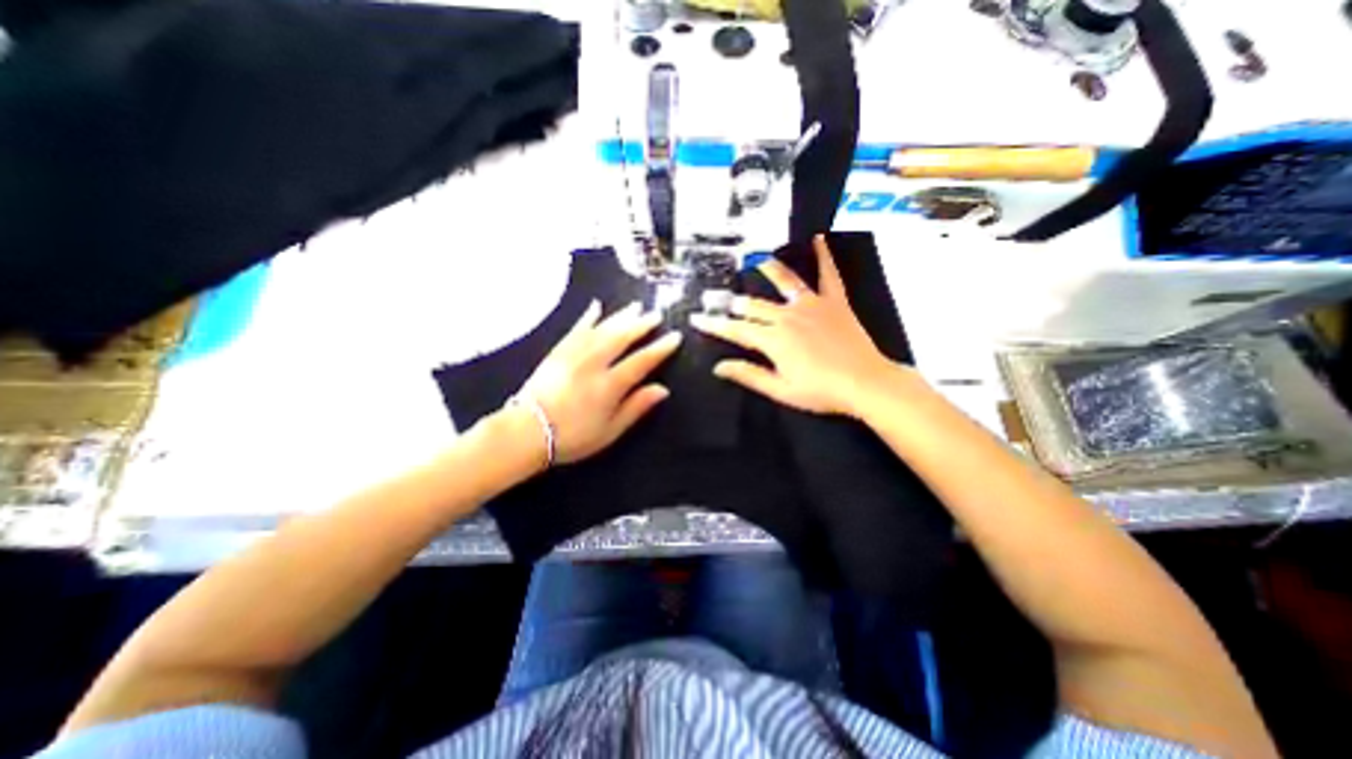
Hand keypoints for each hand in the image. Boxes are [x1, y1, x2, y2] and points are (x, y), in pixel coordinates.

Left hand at [515, 299, 674, 463]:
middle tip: (656, 314)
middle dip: (642, 324)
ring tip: (636, 306)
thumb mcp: (610, 430)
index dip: (660, 348)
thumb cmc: (573, 436)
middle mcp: (594, 363)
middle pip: (622, 337)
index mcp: (610, 385)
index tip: (675, 337)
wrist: (527, 431)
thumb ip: (636, 407)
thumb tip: (662, 389)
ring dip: (621, 316)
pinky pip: (577, 328)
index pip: (641, 361)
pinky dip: (588, 316)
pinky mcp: (558, 351)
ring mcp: (574, 354)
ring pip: (602, 328)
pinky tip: (596, 306)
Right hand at [692, 235, 901, 417]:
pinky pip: (828, 274)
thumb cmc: (821, 391)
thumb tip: (720, 367)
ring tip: (757, 259)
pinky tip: (819, 239)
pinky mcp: (834, 302)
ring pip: (784, 282)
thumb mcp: (780, 390)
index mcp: (773, 339)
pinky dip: (823, 256)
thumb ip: (748, 375)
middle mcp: (787, 316)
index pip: (735, 329)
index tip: (698, 319)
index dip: (714, 324)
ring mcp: (811, 305)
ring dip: (768, 270)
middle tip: (717, 297)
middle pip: (753, 306)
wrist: (865, 383)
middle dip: (732, 302)